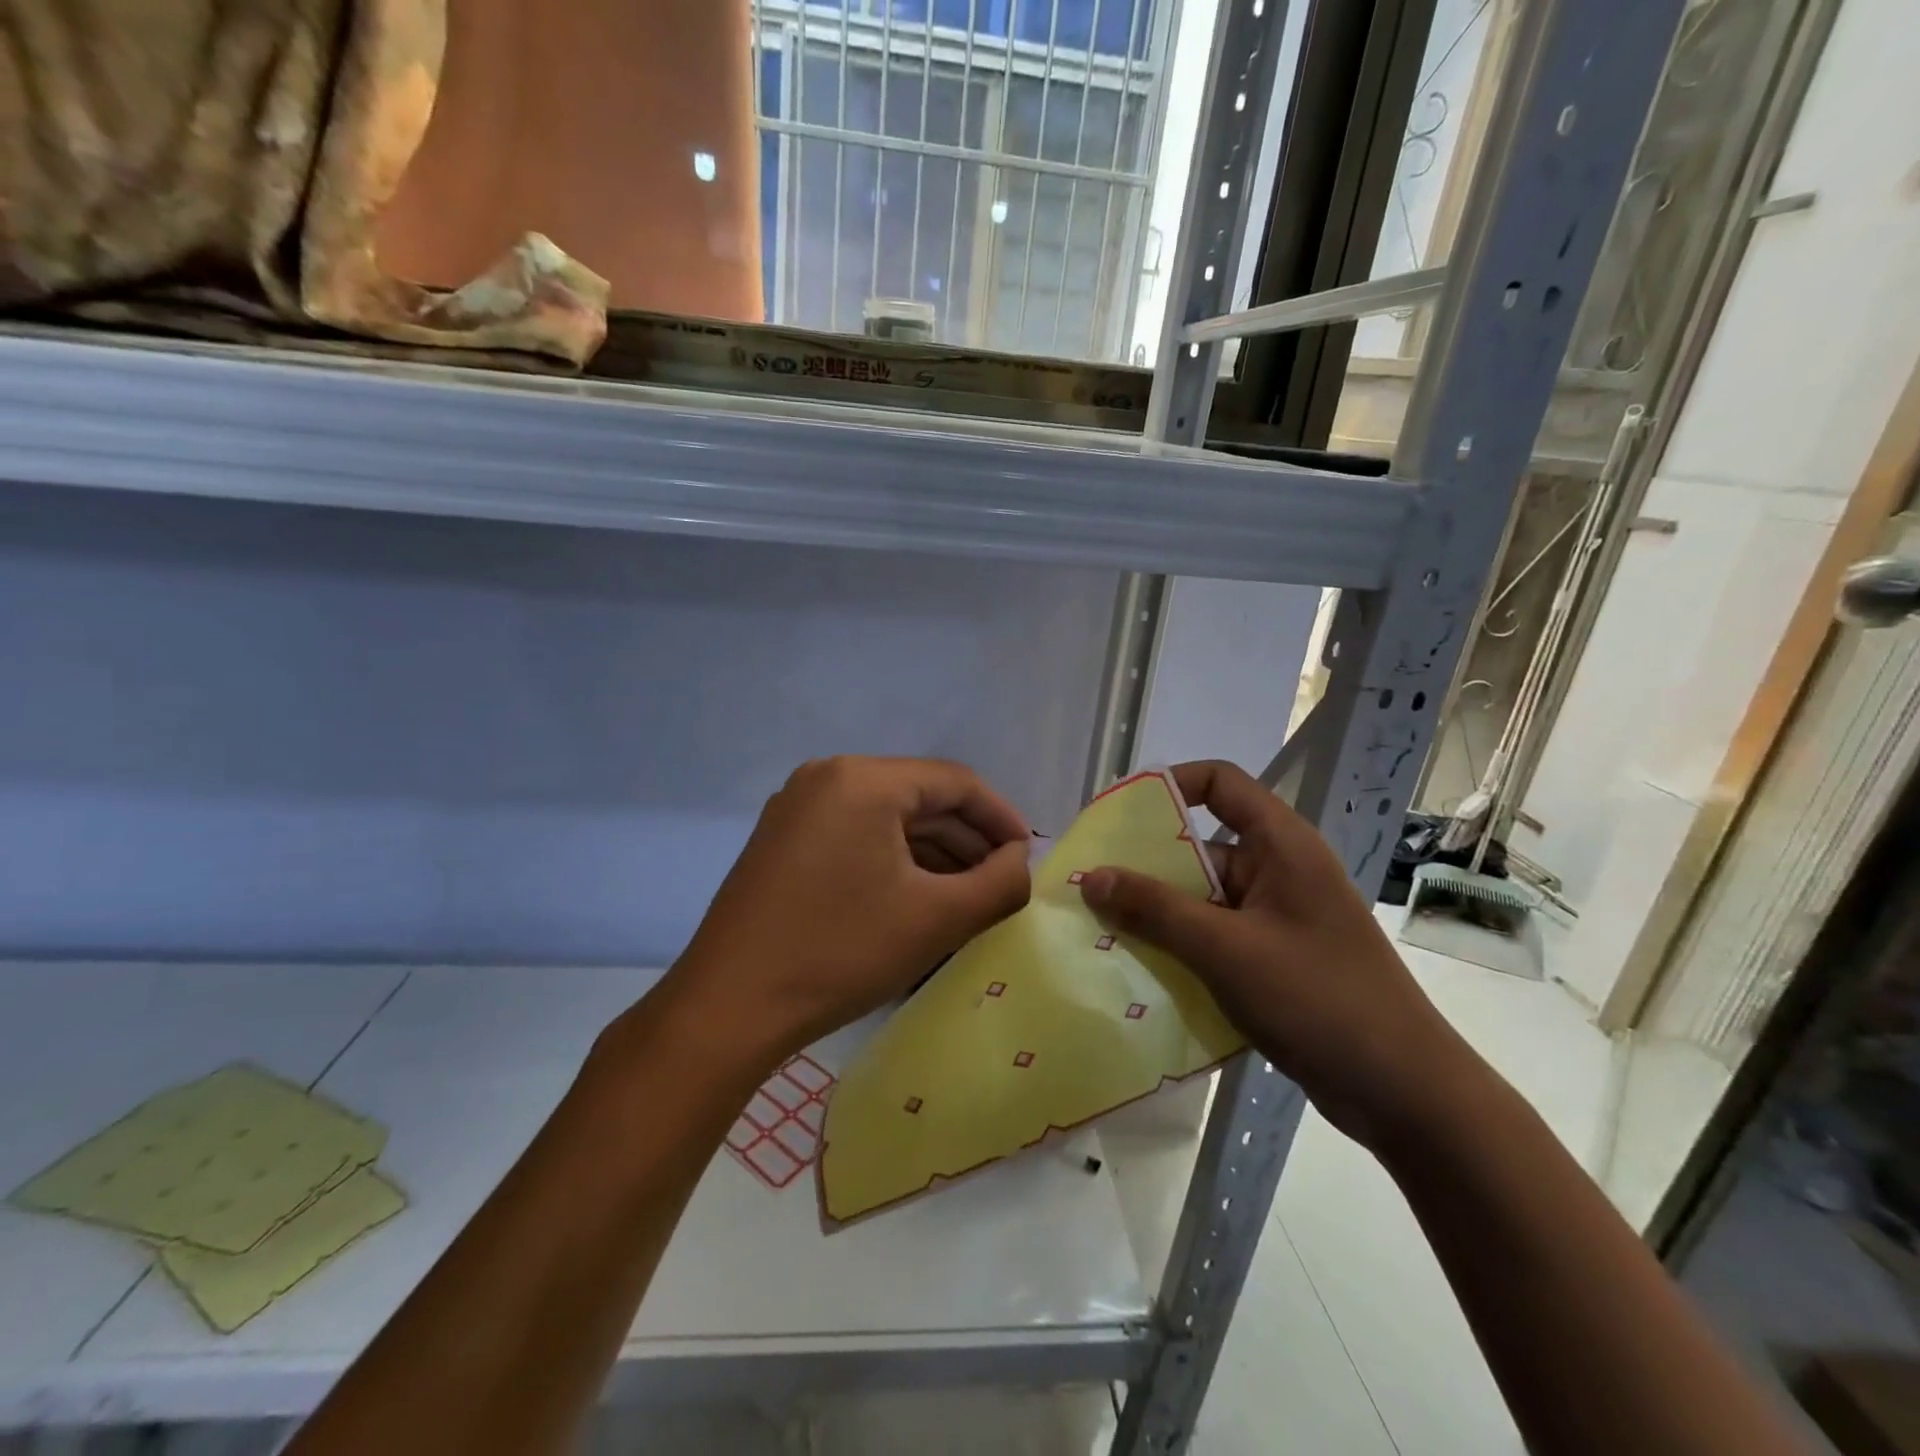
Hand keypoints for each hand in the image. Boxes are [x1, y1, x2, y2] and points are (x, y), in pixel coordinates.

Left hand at [663, 757, 1031, 1067]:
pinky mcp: (782, 840)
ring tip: (965, 896)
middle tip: (1000, 882)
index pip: (955, 782)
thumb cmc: (841, 952)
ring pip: (886, 818)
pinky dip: (892, 860)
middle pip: (919, 797)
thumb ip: (999, 883)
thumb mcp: (937, 918)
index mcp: (863, 779)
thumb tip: (1020, 861)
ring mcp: (797, 807)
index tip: (1027, 857)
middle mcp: (827, 777)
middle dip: (966, 840)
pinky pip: (855, 835)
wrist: (729, 1007)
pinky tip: (915, 897)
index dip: (1001, 818)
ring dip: (932, 853)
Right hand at [1079, 760, 1470, 1149]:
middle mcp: (1280, 870)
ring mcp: (1279, 917)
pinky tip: (1142, 970)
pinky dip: (1181, 946)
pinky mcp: (1276, 958)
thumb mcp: (1225, 949)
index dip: (1169, 785)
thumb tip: (1091, 875)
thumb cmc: (1318, 999)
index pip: (1220, 782)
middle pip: (1202, 845)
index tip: (1120, 816)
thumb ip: (1155, 909)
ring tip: (1103, 930)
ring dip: (1158, 913)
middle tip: (1093, 885)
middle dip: (1147, 865)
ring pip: (1203, 898)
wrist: (1404, 1093)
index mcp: (1281, 845)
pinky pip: (1215, 936)